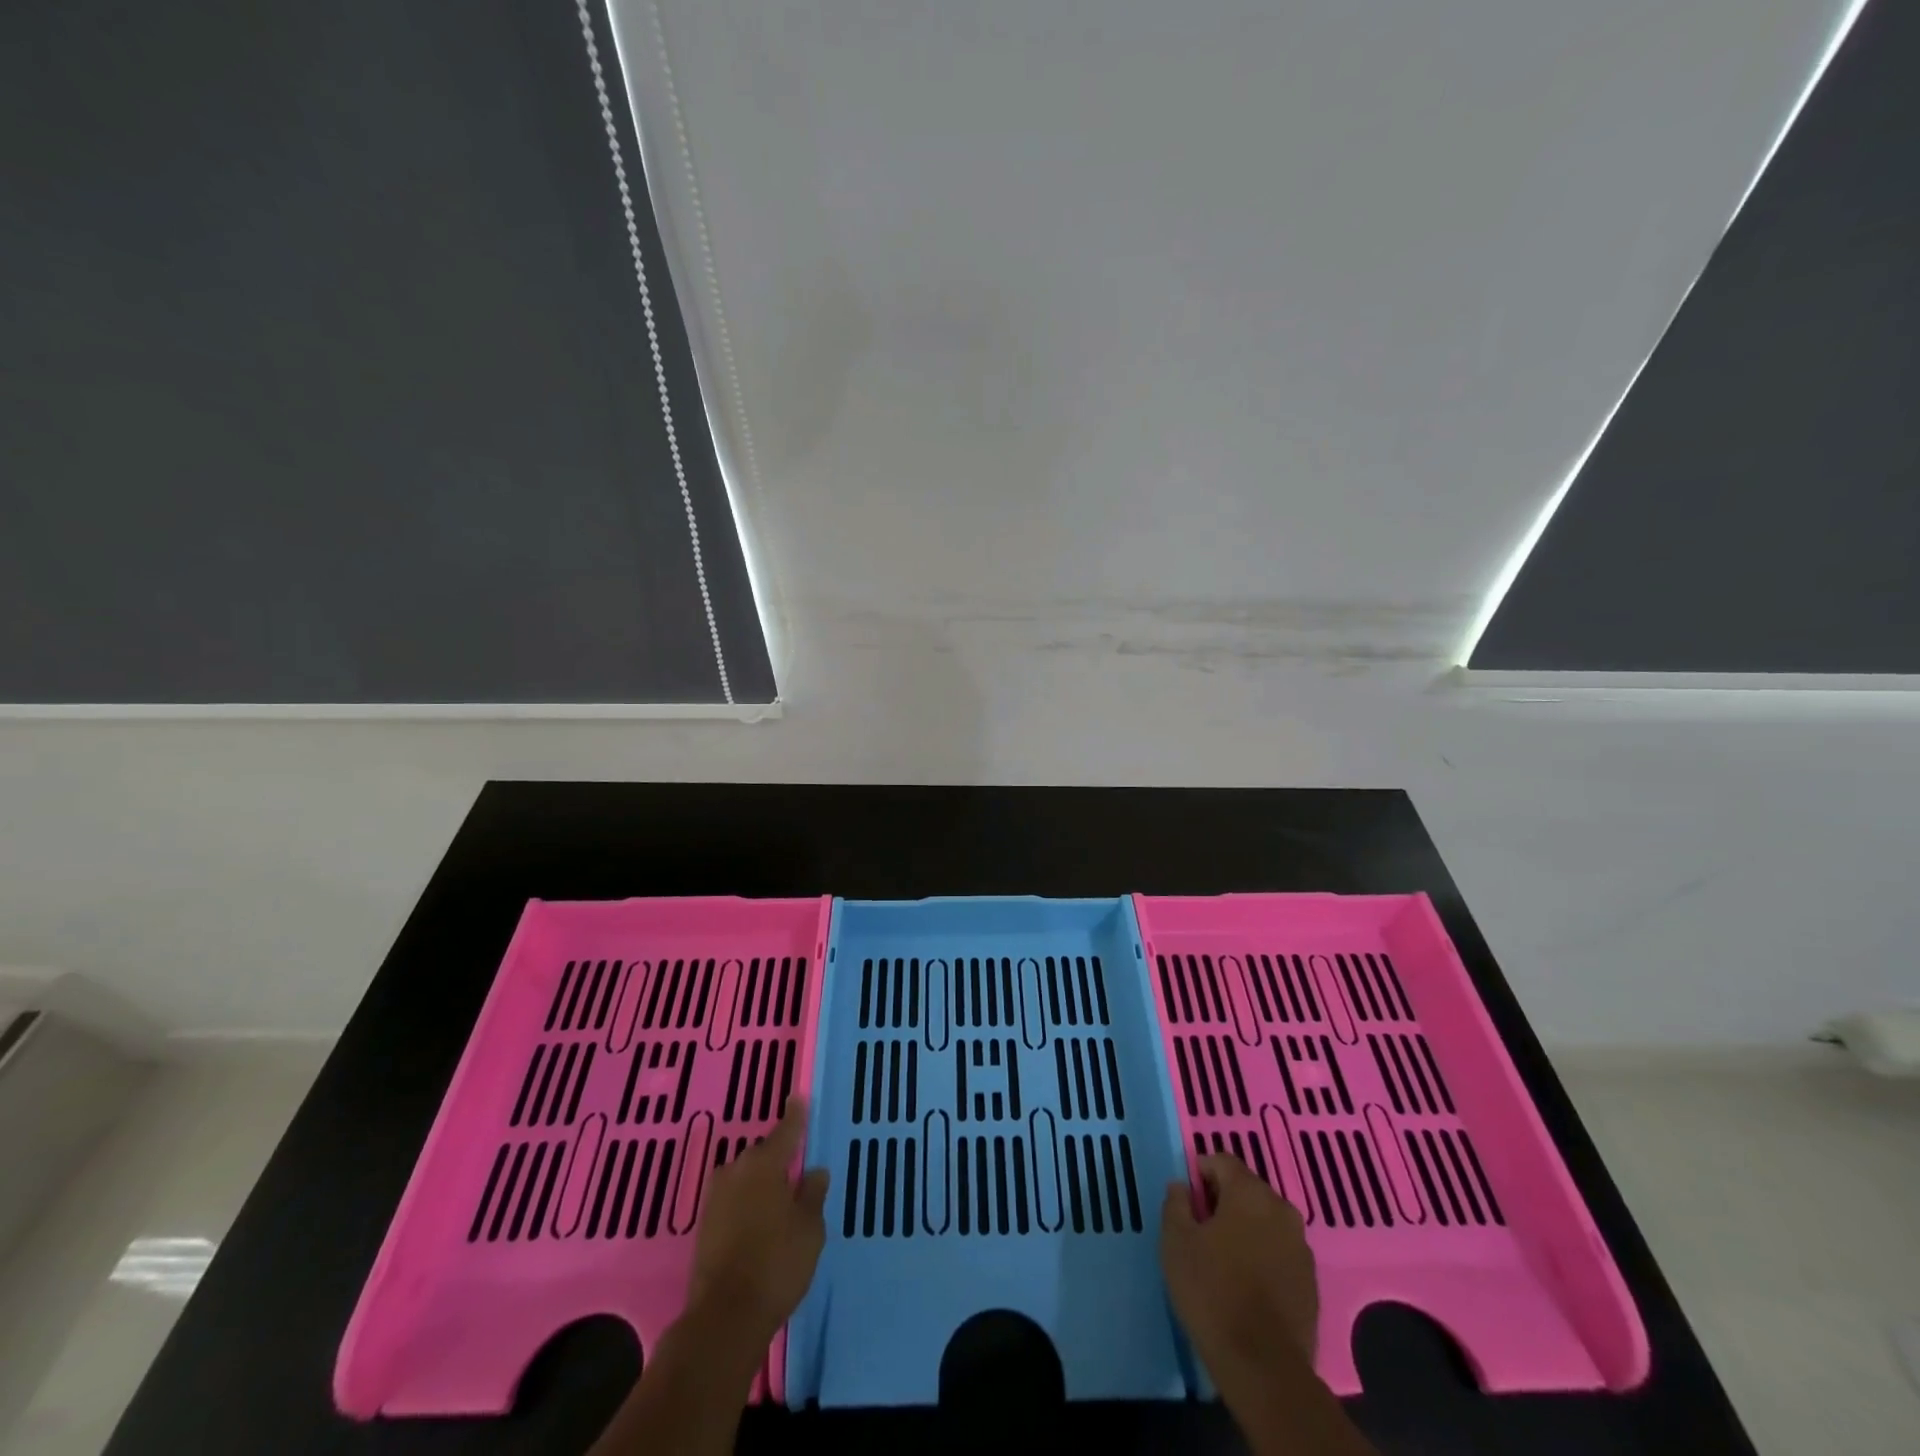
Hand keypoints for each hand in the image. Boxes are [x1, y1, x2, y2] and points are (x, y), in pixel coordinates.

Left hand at [687, 1096, 828, 1347]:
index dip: (795, 1116)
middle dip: (778, 1158)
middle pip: (762, 1155)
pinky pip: (733, 1200)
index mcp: (765, 1164)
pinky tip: (759, 1220)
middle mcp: (736, 1171)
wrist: (724, 1318)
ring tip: (779, 1199)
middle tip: (796, 1170)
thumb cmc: (776, 1264)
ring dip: (760, 1183)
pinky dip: (747, 1203)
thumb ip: (812, 1194)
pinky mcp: (705, 1226)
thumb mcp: (809, 1228)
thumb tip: (814, 1171)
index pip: (785, 1130)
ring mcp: (716, 1198)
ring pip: (745, 1178)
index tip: (798, 1098)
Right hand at [1161, 1154, 1318, 1382]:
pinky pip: (1279, 1250)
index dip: (1199, 1173)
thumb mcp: (1176, 1241)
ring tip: (1222, 1258)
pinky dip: (1262, 1254)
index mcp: (1250, 1192)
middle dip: (1222, 1200)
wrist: (1264, 1366)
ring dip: (1244, 1228)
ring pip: (1264, 1220)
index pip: (1221, 1160)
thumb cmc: (1212, 1291)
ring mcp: (1301, 1246)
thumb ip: (1176, 1203)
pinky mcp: (1310, 1280)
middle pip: (1246, 1188)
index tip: (1186, 1202)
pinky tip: (1245, 1283)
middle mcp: (1281, 1209)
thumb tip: (1182, 1186)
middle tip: (1200, 1230)